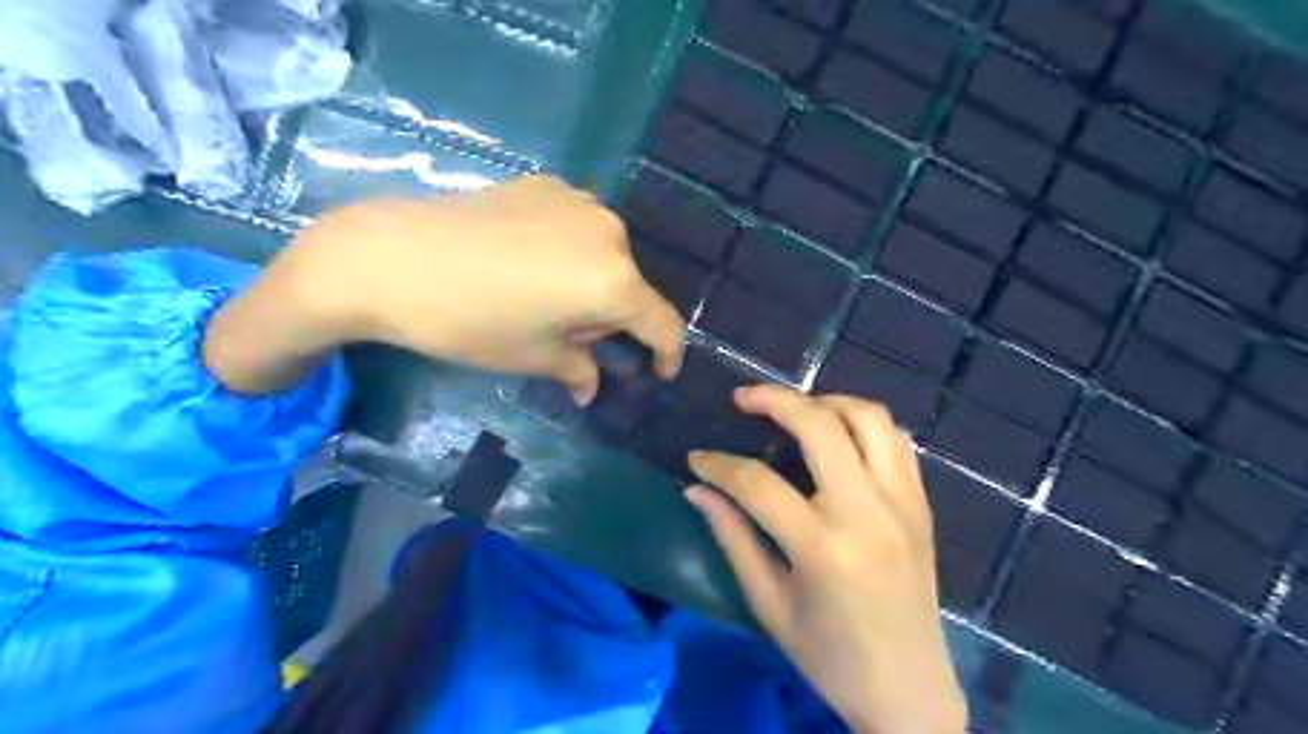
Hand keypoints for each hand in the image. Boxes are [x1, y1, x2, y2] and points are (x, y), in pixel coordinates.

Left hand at [204, 174, 685, 394]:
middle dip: (610, 319)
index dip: (666, 354)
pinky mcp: (546, 184)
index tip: (658, 373)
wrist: (390, 257)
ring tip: (540, 298)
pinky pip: (576, 227)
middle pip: (629, 287)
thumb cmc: (468, 321)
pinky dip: (567, 251)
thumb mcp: (530, 356)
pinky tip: (524, 262)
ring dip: (589, 283)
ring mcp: (578, 201)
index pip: (662, 323)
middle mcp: (609, 234)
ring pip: (604, 255)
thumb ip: (576, 369)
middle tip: (568, 339)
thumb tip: (590, 387)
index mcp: (613, 281)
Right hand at [689, 386, 964, 729]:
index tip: (697, 458)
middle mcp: (868, 512)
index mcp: (823, 547)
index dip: (719, 465)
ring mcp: (902, 503)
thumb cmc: (829, 657)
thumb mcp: (768, 603)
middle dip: (774, 400)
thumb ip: (732, 537)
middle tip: (742, 398)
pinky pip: (897, 441)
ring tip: (796, 409)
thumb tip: (697, 490)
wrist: (909, 691)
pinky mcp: (921, 505)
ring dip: (826, 402)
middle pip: (820, 426)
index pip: (758, 482)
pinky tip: (839, 436)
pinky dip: (864, 425)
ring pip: (869, 418)